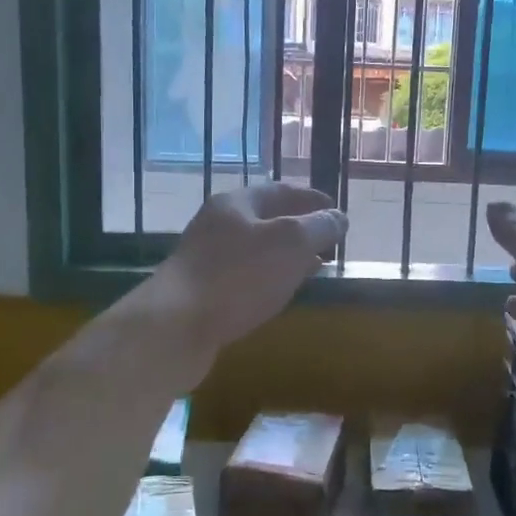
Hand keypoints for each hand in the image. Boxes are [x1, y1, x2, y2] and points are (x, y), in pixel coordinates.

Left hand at [150, 183, 346, 351]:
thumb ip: (319, 227)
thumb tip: (339, 218)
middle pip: (267, 218)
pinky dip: (269, 277)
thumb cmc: (238, 276)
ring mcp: (207, 258)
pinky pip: (245, 276)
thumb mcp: (291, 243)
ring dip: (286, 255)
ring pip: (257, 249)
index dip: (313, 199)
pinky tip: (280, 292)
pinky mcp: (202, 290)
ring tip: (312, 267)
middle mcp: (218, 224)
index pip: (283, 190)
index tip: (337, 212)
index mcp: (237, 203)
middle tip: (328, 242)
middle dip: (300, 228)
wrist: (176, 325)